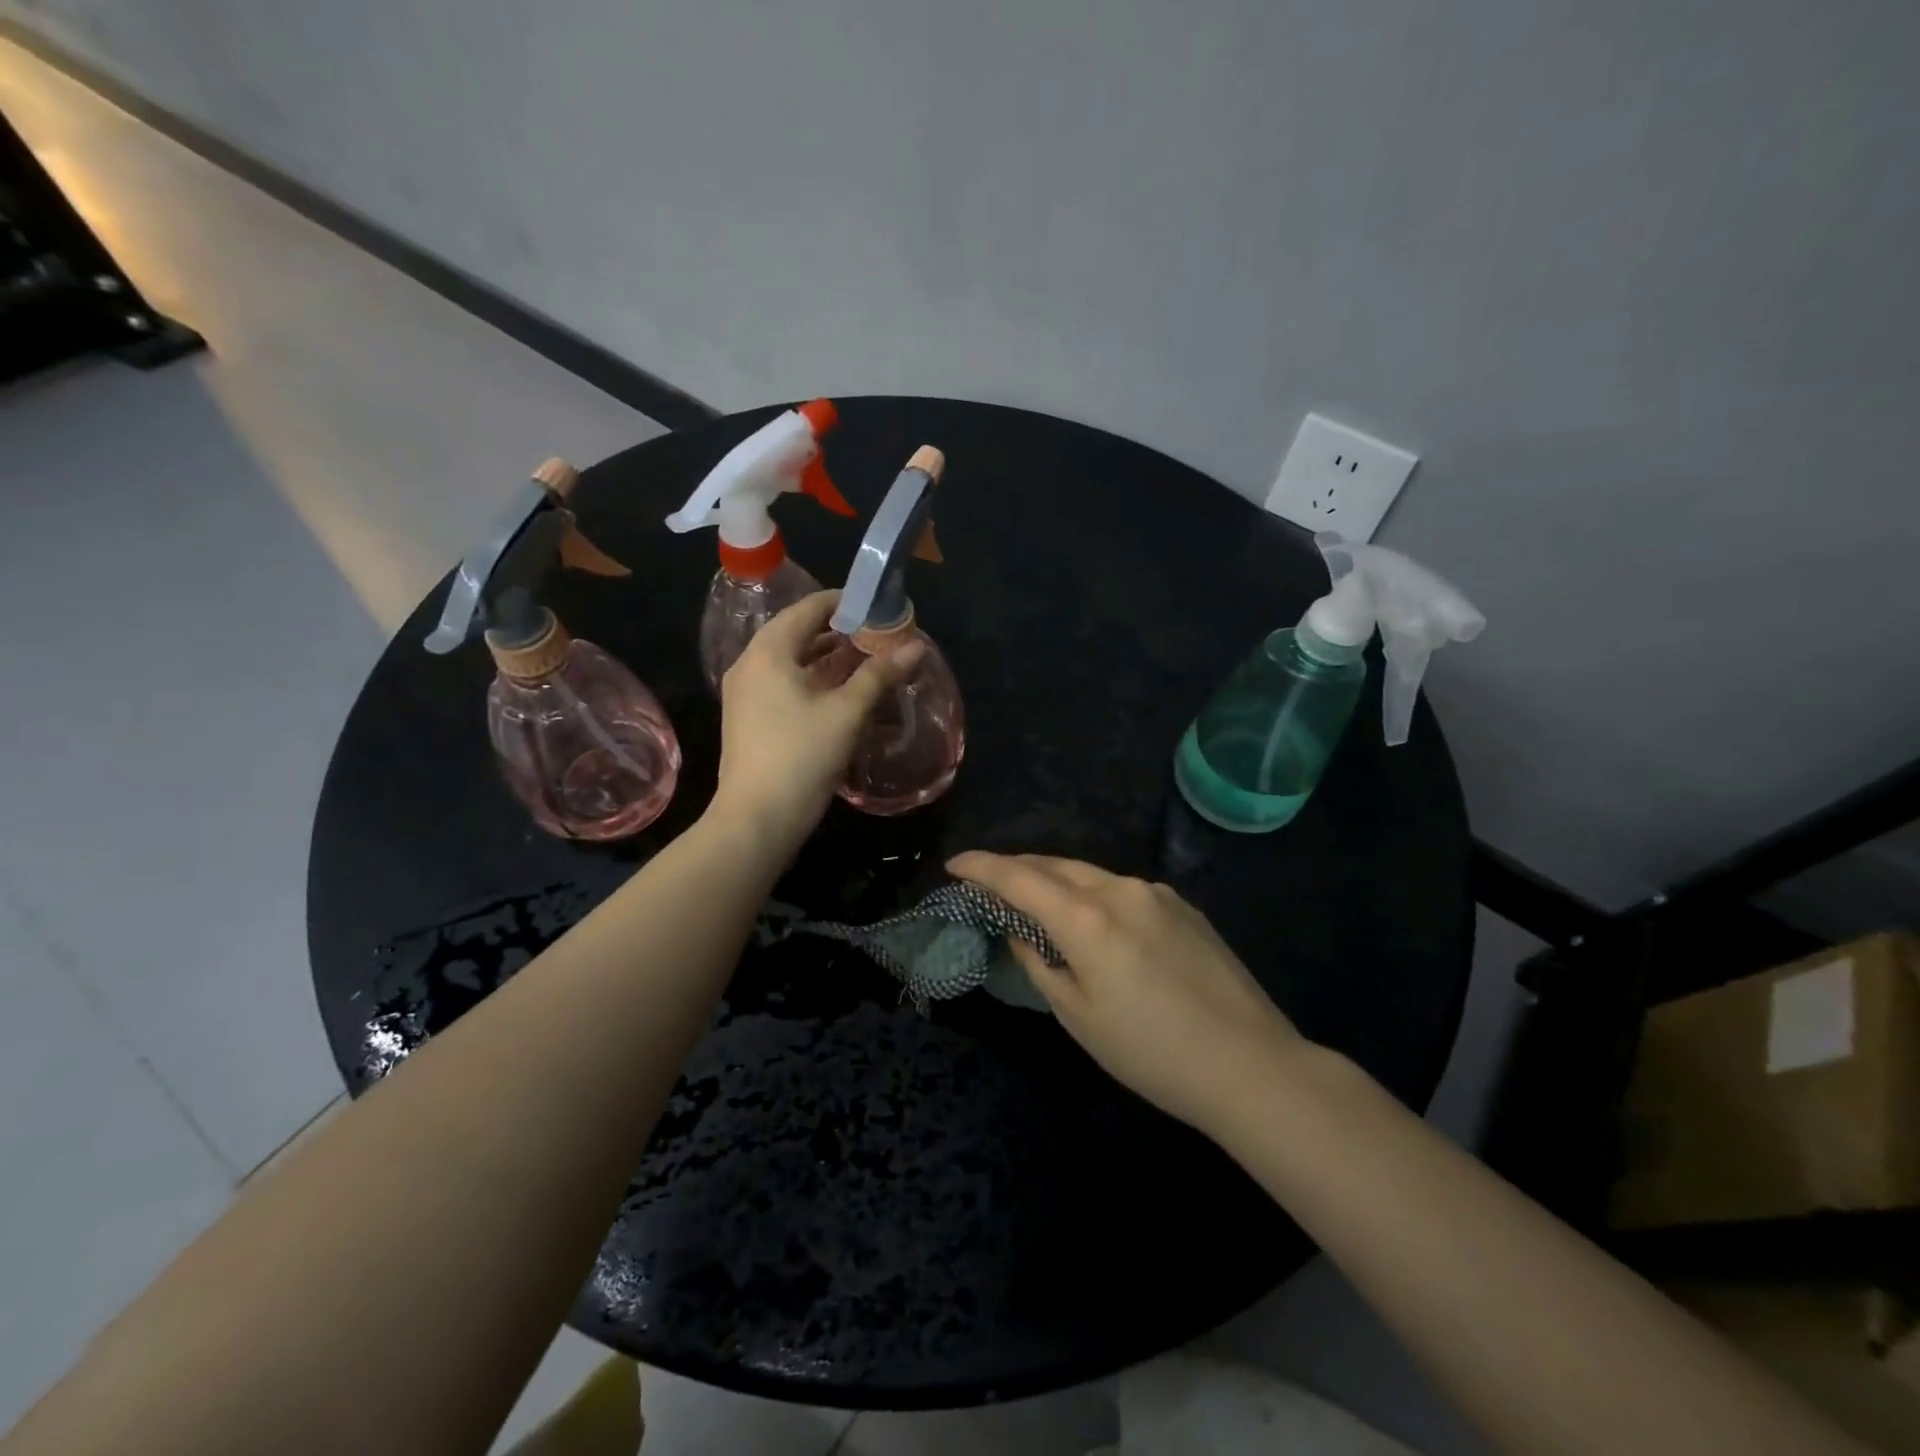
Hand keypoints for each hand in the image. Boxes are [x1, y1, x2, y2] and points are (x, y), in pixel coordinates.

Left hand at [709, 591, 923, 850]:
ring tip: (868, 659)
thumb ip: (879, 675)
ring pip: (792, 661)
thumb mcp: (847, 712)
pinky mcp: (751, 718)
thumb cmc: (801, 757)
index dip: (845, 602)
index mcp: (769, 651)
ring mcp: (747, 693)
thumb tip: (916, 647)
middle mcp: (751, 664)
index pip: (808, 608)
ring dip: (828, 657)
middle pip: (798, 632)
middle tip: (879, 634)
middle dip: (840, 631)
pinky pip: (785, 684)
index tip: (879, 605)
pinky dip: (814, 680)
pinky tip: (843, 692)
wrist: (756, 819)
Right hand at [948, 851, 1302, 1133]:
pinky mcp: (1182, 906)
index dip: (981, 867)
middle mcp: (1119, 889)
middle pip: (1054, 865)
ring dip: (1056, 880)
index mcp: (1086, 918)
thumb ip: (1040, 963)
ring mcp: (1155, 893)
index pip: (1019, 878)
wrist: (1251, 1065)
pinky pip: (1122, 889)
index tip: (954, 865)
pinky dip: (1093, 894)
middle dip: (1017, 868)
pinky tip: (1094, 921)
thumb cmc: (1151, 1052)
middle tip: (988, 882)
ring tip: (1037, 899)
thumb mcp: (1078, 1016)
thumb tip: (1020, 931)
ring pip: (1090, 874)